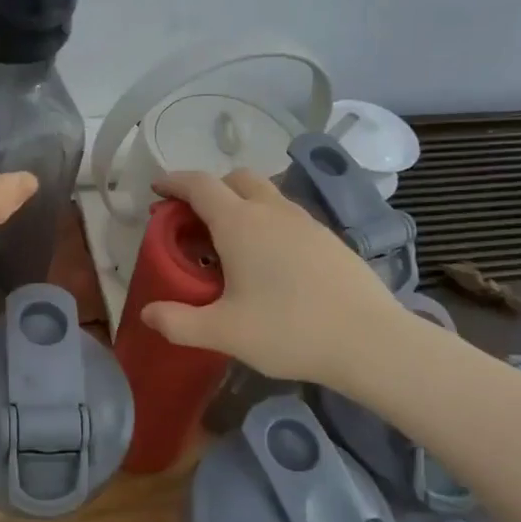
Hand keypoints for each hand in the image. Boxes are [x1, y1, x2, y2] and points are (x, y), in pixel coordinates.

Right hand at [141, 169, 419, 390]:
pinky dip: (267, 222)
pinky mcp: (329, 239)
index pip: (200, 185)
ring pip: (266, 194)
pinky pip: (288, 215)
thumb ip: (179, 323)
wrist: (372, 343)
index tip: (157, 189)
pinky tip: (270, 261)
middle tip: (194, 219)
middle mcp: (272, 212)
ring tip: (230, 242)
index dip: (174, 182)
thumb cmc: (290, 331)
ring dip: (241, 204)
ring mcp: (306, 222)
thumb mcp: (224, 332)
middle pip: (236, 178)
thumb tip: (148, 315)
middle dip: (210, 188)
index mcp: (240, 224)